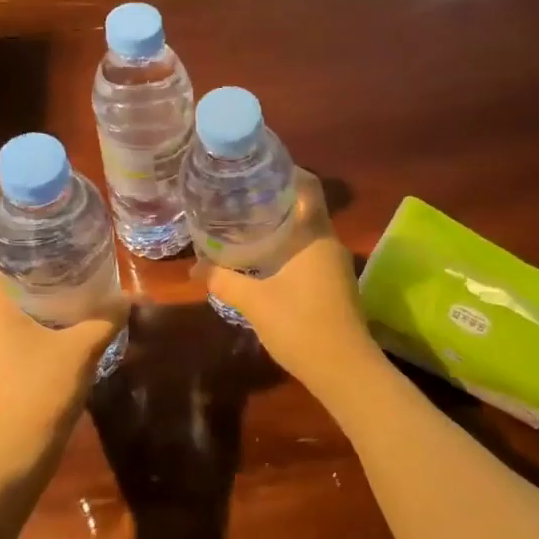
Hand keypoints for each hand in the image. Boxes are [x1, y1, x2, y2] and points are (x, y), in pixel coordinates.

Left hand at [0, 242, 125, 460]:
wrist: (14, 453)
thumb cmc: (42, 388)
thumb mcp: (83, 348)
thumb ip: (106, 318)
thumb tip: (130, 297)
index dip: (1, 239)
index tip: (32, 233)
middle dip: (21, 270)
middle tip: (56, 262)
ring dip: (19, 302)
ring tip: (56, 296)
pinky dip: (17, 329)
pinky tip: (47, 337)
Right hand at [205, 171, 382, 394]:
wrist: (345, 370)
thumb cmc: (300, 325)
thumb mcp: (254, 301)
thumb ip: (223, 280)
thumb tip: (194, 268)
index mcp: (315, 235)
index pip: (309, 187)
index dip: (287, 172)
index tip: (260, 169)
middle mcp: (330, 243)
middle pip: (306, 208)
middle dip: (277, 201)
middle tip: (242, 197)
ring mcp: (337, 265)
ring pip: (309, 233)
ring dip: (284, 227)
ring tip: (249, 225)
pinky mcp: (337, 285)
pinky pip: (312, 253)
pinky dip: (291, 249)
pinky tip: (267, 260)